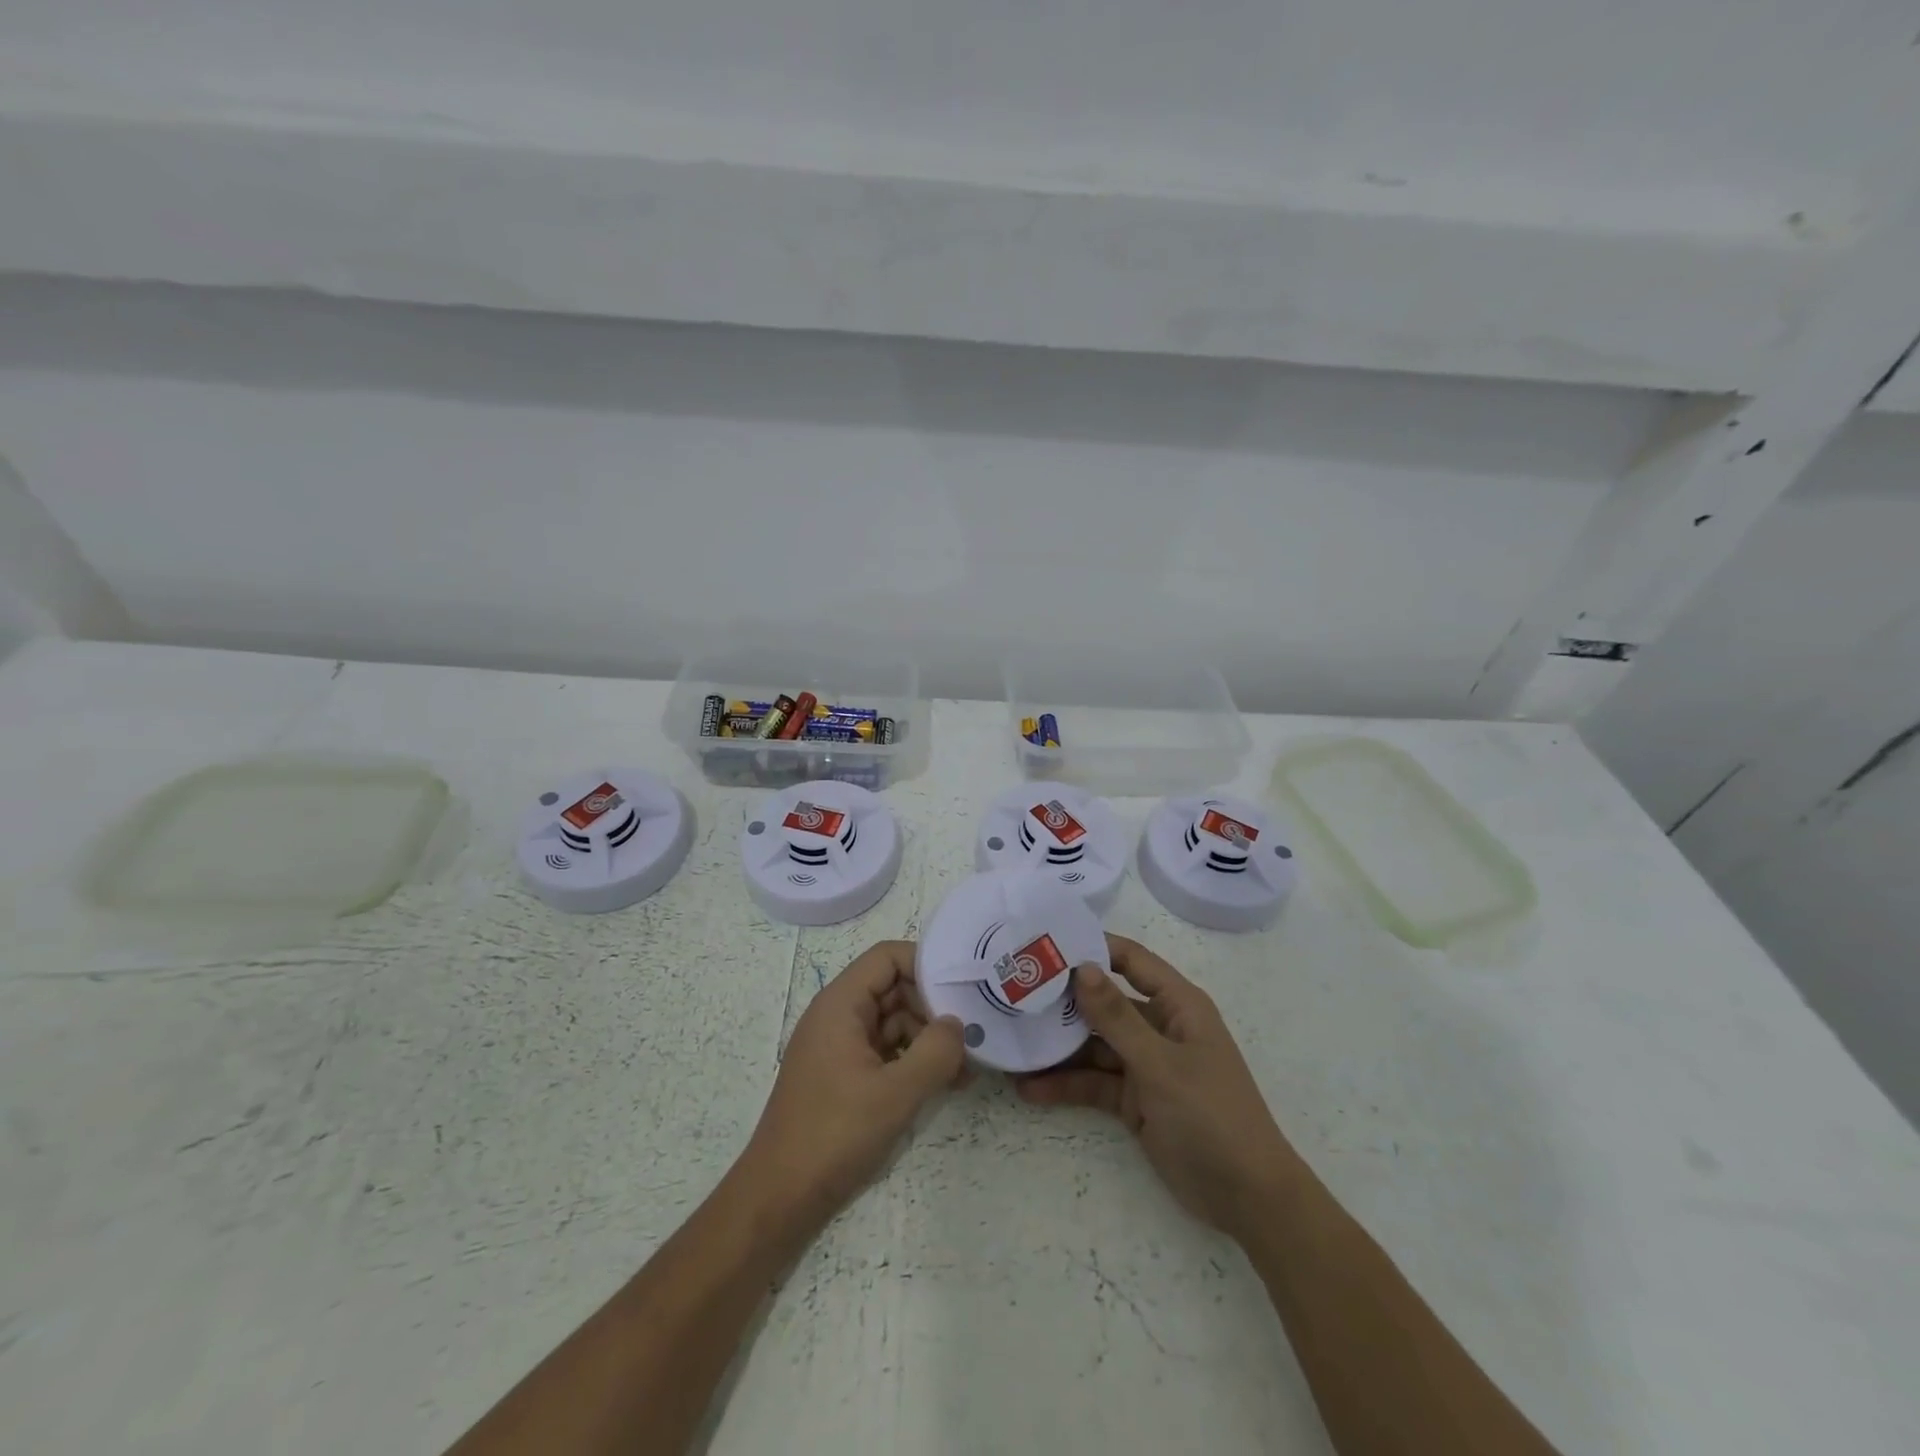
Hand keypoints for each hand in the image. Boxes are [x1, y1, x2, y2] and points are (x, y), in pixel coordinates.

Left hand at [737, 941, 965, 1227]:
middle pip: (894, 987)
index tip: (962, 988)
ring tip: (965, 1068)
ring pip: (893, 1021)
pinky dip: (913, 1060)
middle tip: (972, 1034)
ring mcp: (840, 1046)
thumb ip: (936, 1052)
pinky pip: (886, 1050)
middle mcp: (838, 1016)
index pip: (887, 957)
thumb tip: (958, 1024)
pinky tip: (944, 1084)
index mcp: (840, 1004)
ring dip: (928, 1038)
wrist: (779, 1199)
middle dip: (933, 1007)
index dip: (925, 964)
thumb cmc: (834, 1135)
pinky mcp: (844, 1075)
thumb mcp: (896, 1093)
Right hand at [1017, 936, 1303, 1239]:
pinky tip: (1028, 1088)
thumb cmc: (1211, 1115)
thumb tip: (1081, 967)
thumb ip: (1117, 1017)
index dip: (1093, 947)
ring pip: (1094, 1045)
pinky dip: (1066, 1085)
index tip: (1046, 943)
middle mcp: (1159, 1027)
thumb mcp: (1160, 1064)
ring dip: (1058, 1047)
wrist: (1246, 1198)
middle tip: (1014, 992)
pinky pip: (1094, 1083)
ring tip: (1011, 1042)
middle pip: (1105, 1003)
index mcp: (1177, 1005)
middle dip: (1064, 1000)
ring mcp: (1145, 1064)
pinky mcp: (1134, 1099)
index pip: (1131, 961)